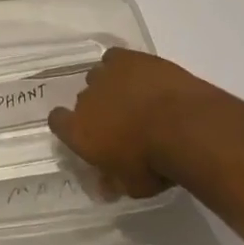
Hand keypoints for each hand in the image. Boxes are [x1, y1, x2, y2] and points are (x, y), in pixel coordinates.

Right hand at [48, 48, 243, 197]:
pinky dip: (123, 66)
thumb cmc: (156, 164)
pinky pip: (114, 58)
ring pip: (98, 76)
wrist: (185, 128)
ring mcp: (105, 75)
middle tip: (121, 123)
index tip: (83, 134)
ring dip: (110, 87)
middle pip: (83, 100)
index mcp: (79, 132)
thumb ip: (114, 182)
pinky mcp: (127, 58)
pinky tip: (139, 76)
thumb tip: (104, 186)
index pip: (58, 122)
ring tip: (133, 98)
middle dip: (97, 110)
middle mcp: (85, 99)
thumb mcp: (134, 187)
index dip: (68, 126)